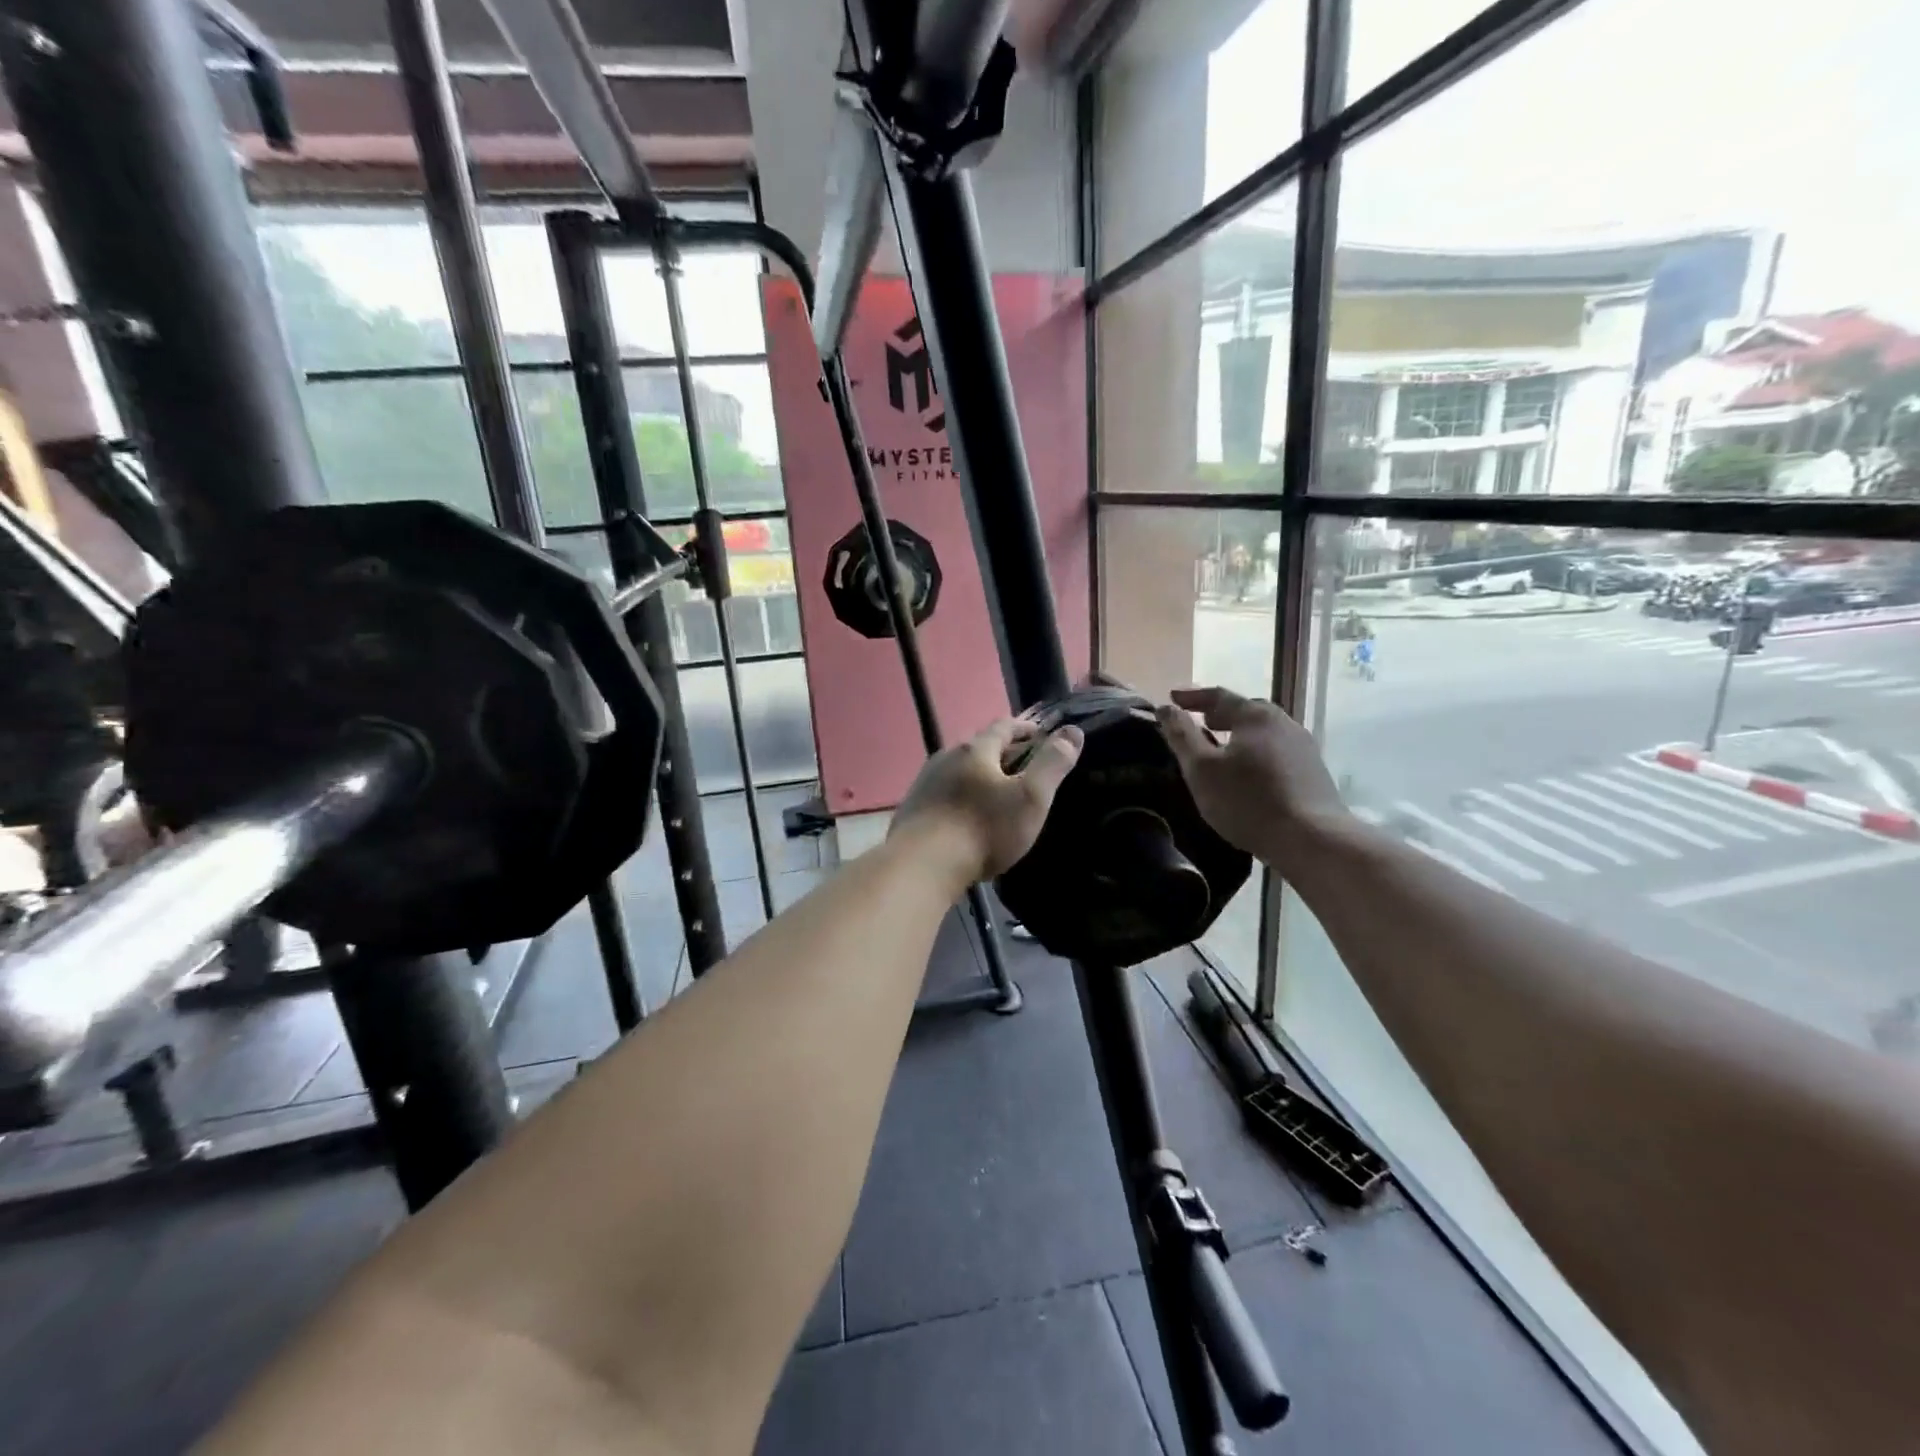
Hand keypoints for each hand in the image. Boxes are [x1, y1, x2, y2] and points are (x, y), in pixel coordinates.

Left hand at [890, 717, 1084, 888]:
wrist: (922, 865)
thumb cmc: (983, 829)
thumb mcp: (1030, 797)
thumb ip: (1052, 763)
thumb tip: (1072, 731)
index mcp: (975, 749)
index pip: (1003, 726)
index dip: (1024, 728)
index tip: (1040, 735)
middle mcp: (945, 757)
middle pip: (977, 746)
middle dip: (1000, 752)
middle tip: (1021, 766)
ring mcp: (924, 782)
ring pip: (957, 770)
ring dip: (976, 775)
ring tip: (994, 792)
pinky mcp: (912, 808)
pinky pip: (942, 793)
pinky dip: (958, 796)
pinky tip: (964, 815)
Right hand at [1156, 686, 1352, 873]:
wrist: (1312, 839)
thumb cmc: (1247, 801)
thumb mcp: (1201, 769)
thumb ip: (1181, 736)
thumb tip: (1165, 708)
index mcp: (1255, 716)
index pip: (1219, 696)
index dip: (1192, 696)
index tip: (1172, 697)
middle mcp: (1283, 723)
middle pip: (1246, 711)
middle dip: (1220, 714)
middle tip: (1200, 721)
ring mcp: (1303, 747)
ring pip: (1264, 732)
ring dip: (1240, 734)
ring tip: (1222, 747)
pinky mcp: (1314, 772)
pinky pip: (1277, 751)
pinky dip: (1256, 752)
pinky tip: (1249, 772)